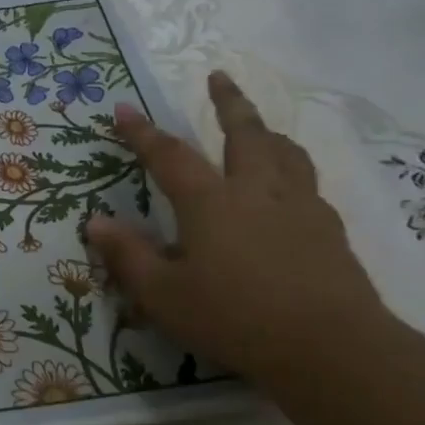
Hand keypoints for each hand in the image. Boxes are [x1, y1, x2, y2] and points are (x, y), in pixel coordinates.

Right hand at [85, 72, 389, 386]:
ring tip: (258, 125)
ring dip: (266, 130)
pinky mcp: (329, 229)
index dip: (142, 132)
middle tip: (219, 77)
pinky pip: (308, 181)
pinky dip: (292, 167)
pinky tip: (289, 185)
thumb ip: (128, 256)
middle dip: (228, 102)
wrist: (330, 347)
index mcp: (211, 202)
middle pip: (244, 133)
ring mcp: (300, 207)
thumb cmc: (234, 318)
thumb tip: (95, 222)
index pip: (170, 156)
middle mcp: (257, 191)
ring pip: (285, 151)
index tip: (123, 109)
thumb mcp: (163, 295)